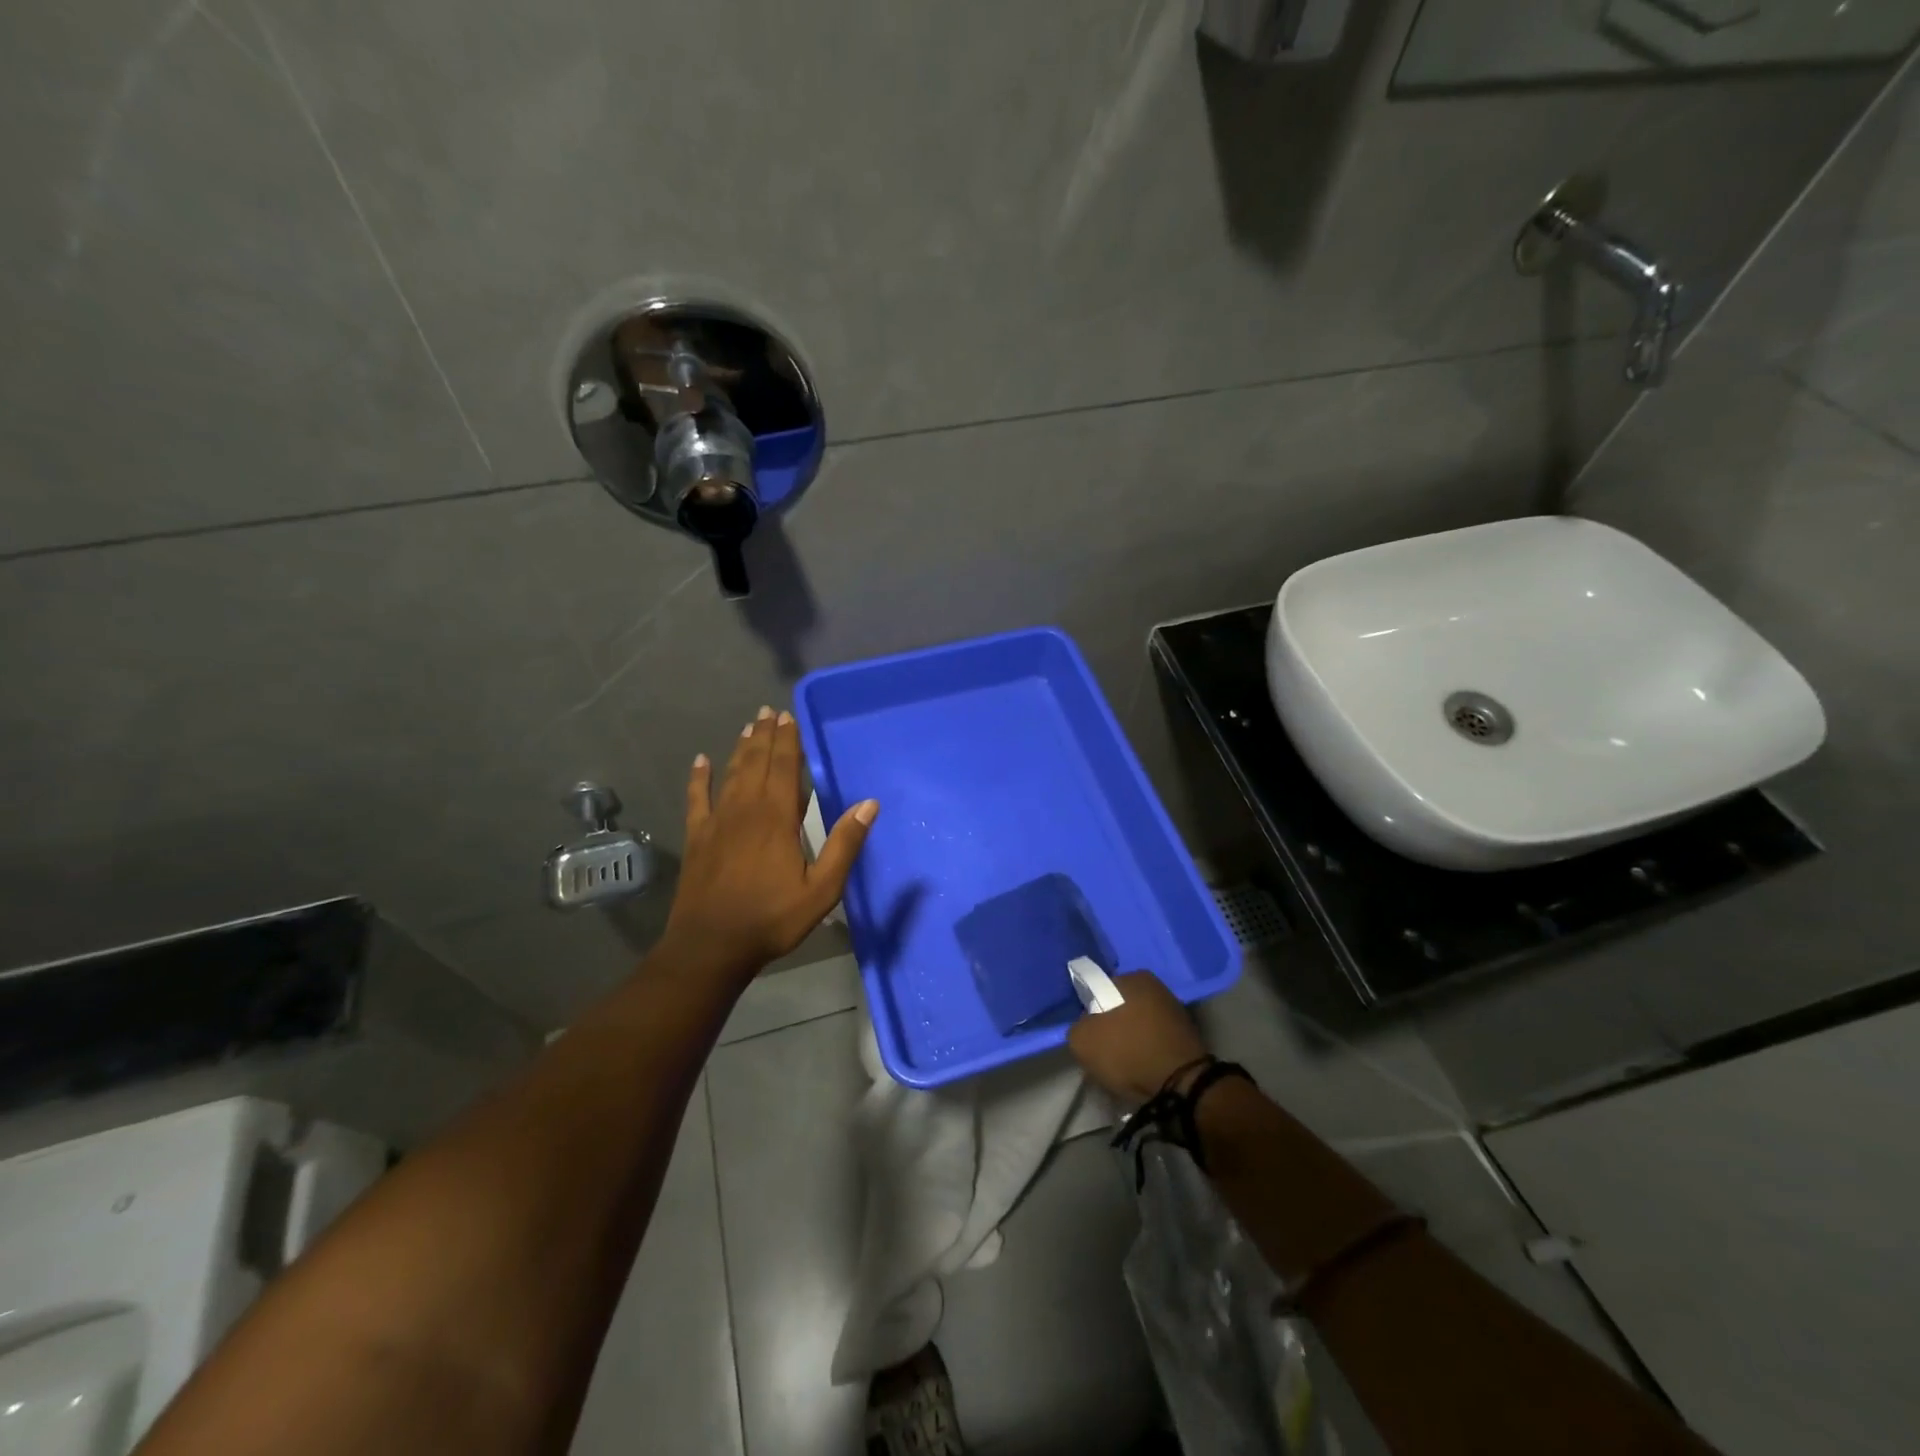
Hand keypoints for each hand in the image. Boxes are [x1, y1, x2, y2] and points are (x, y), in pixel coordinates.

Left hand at [660, 706, 878, 983]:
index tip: (790, 717)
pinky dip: (698, 777)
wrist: (710, 946)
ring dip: (740, 748)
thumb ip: (844, 845)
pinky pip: (697, 798)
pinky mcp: (697, 837)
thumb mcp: (821, 889)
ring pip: (730, 774)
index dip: (788, 742)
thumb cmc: (771, 919)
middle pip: (756, 763)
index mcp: (777, 818)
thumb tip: (869, 804)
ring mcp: (717, 821)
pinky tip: (700, 761)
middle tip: (769, 712)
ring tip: (749, 726)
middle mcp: (745, 810)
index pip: (784, 768)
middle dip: (765, 736)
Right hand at [1066, 971, 1209, 1105]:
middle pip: (1121, 1008)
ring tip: (1123, 1069)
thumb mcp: (1083, 1040)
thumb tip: (1087, 1027)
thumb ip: (1077, 1026)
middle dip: (1112, 1028)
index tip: (1090, 1036)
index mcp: (1134, 978)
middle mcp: (1158, 988)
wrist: (1182, 1087)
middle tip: (1104, 1054)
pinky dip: (1147, 1055)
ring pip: (1139, 1026)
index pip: (1100, 990)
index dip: (1090, 1013)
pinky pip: (1155, 1043)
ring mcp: (1176, 1013)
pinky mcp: (1188, 1039)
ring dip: (1130, 1043)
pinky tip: (1142, 1072)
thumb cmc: (1129, 1052)